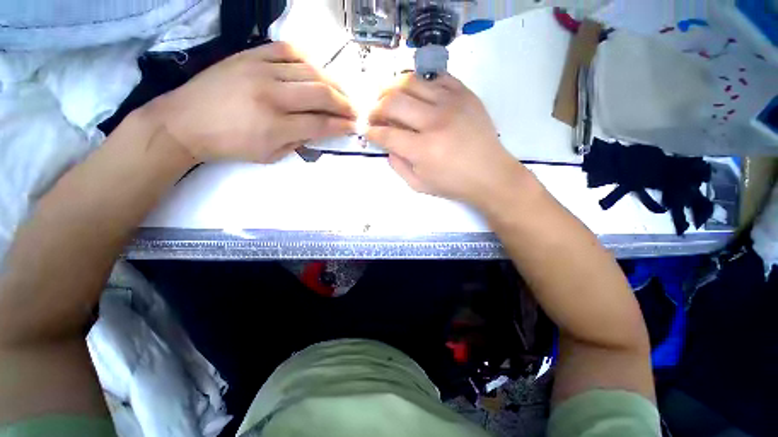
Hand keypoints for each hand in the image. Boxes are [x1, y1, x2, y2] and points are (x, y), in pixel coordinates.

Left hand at [146, 42, 355, 162]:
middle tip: (353, 110)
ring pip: (309, 71)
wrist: (185, 121)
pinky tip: (314, 71)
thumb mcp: (269, 155)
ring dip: (332, 83)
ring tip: (340, 93)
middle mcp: (272, 95)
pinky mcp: (249, 55)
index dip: (341, 125)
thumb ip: (299, 143)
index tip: (354, 126)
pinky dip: (307, 60)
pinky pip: (287, 50)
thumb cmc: (230, 145)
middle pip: (321, 94)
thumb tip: (319, 131)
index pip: (321, 123)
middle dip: (344, 104)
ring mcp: (259, 70)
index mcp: (276, 126)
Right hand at [367, 73, 527, 207]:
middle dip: (375, 107)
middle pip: (393, 102)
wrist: (490, 174)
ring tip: (388, 98)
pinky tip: (414, 92)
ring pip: (410, 81)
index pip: (386, 133)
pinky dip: (418, 82)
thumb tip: (387, 144)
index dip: (371, 131)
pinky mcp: (464, 93)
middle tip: (373, 114)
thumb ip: (398, 165)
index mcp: (423, 150)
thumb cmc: (453, 184)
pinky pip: (434, 76)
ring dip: (391, 88)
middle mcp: (435, 122)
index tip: (366, 130)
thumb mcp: (419, 184)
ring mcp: (451, 103)